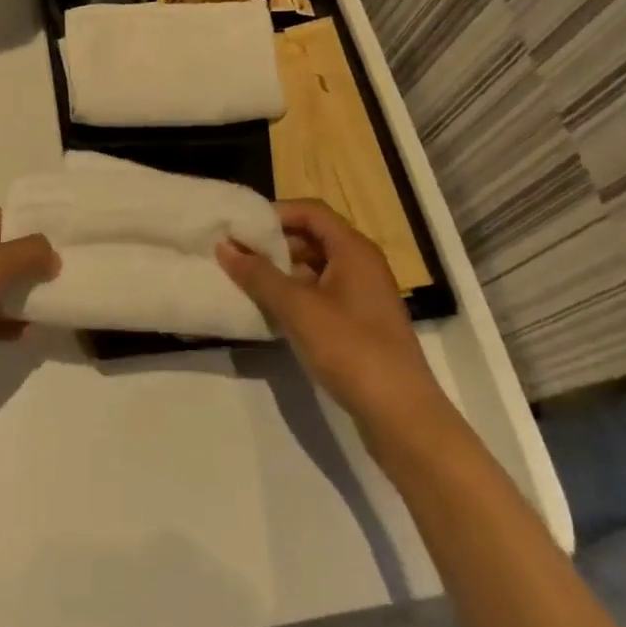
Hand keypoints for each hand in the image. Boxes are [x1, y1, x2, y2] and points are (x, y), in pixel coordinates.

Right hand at [218, 200, 441, 429]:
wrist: (401, 415)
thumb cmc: (350, 348)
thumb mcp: (297, 307)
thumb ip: (259, 274)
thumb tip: (224, 246)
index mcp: (353, 249)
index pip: (310, 211)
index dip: (276, 212)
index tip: (241, 226)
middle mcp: (361, 264)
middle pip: (313, 237)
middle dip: (274, 242)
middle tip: (236, 253)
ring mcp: (362, 296)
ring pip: (315, 268)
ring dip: (282, 270)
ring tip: (246, 280)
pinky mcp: (359, 324)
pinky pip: (321, 294)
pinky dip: (295, 295)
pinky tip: (271, 311)